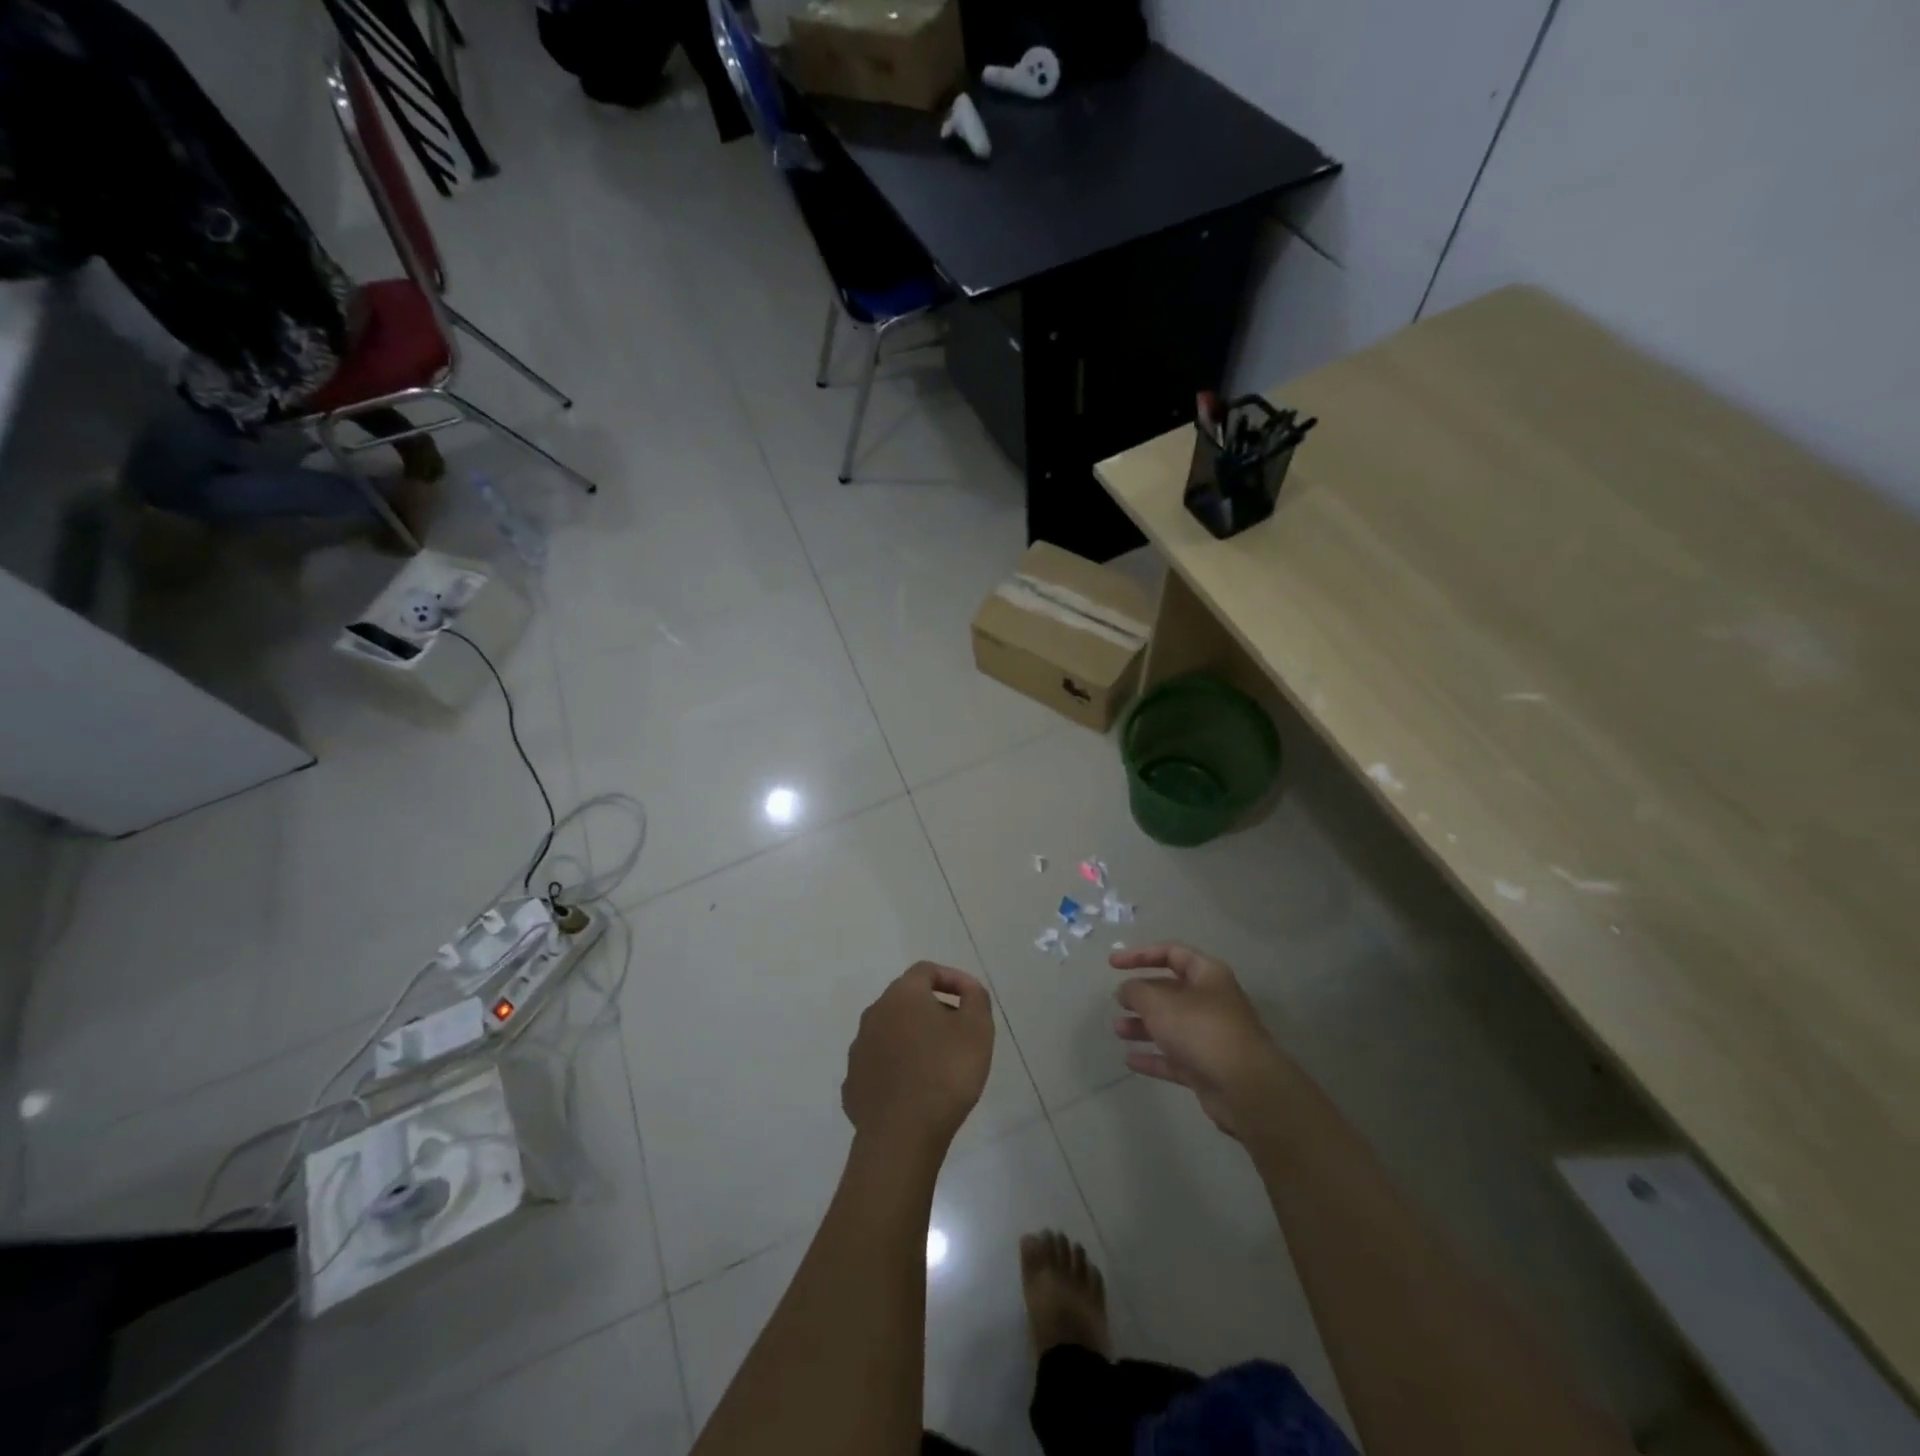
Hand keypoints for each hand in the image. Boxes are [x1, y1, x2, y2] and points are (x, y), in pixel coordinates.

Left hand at [843, 962, 994, 1152]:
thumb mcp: (977, 1029)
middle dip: (934, 1009)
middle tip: (959, 1033)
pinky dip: (898, 1069)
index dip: (952, 978)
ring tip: (939, 1064)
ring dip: (914, 1039)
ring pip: (891, 1033)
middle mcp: (874, 1015)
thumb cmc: (945, 1074)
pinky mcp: (854, 1083)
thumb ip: (976, 998)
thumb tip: (967, 988)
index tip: (971, 999)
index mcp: (902, 996)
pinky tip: (915, 1090)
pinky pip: (880, 1066)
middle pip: (906, 1000)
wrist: (901, 1136)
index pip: (926, 971)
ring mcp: (859, 1050)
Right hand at [1111, 943, 1291, 1136]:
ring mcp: (1210, 1036)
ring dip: (1143, 1026)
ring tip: (1118, 1030)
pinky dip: (1153, 1057)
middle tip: (1118, 1001)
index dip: (1140, 955)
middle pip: (1170, 990)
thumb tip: (1126, 989)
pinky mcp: (1207, 1067)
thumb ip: (1136, 991)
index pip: (1171, 953)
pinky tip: (1130, 1061)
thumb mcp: (1160, 1003)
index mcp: (1207, 975)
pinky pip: (1174, 1057)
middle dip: (1141, 995)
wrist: (1246, 1088)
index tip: (1113, 964)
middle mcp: (1211, 1001)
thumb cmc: (1201, 1030)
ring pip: (1171, 1025)